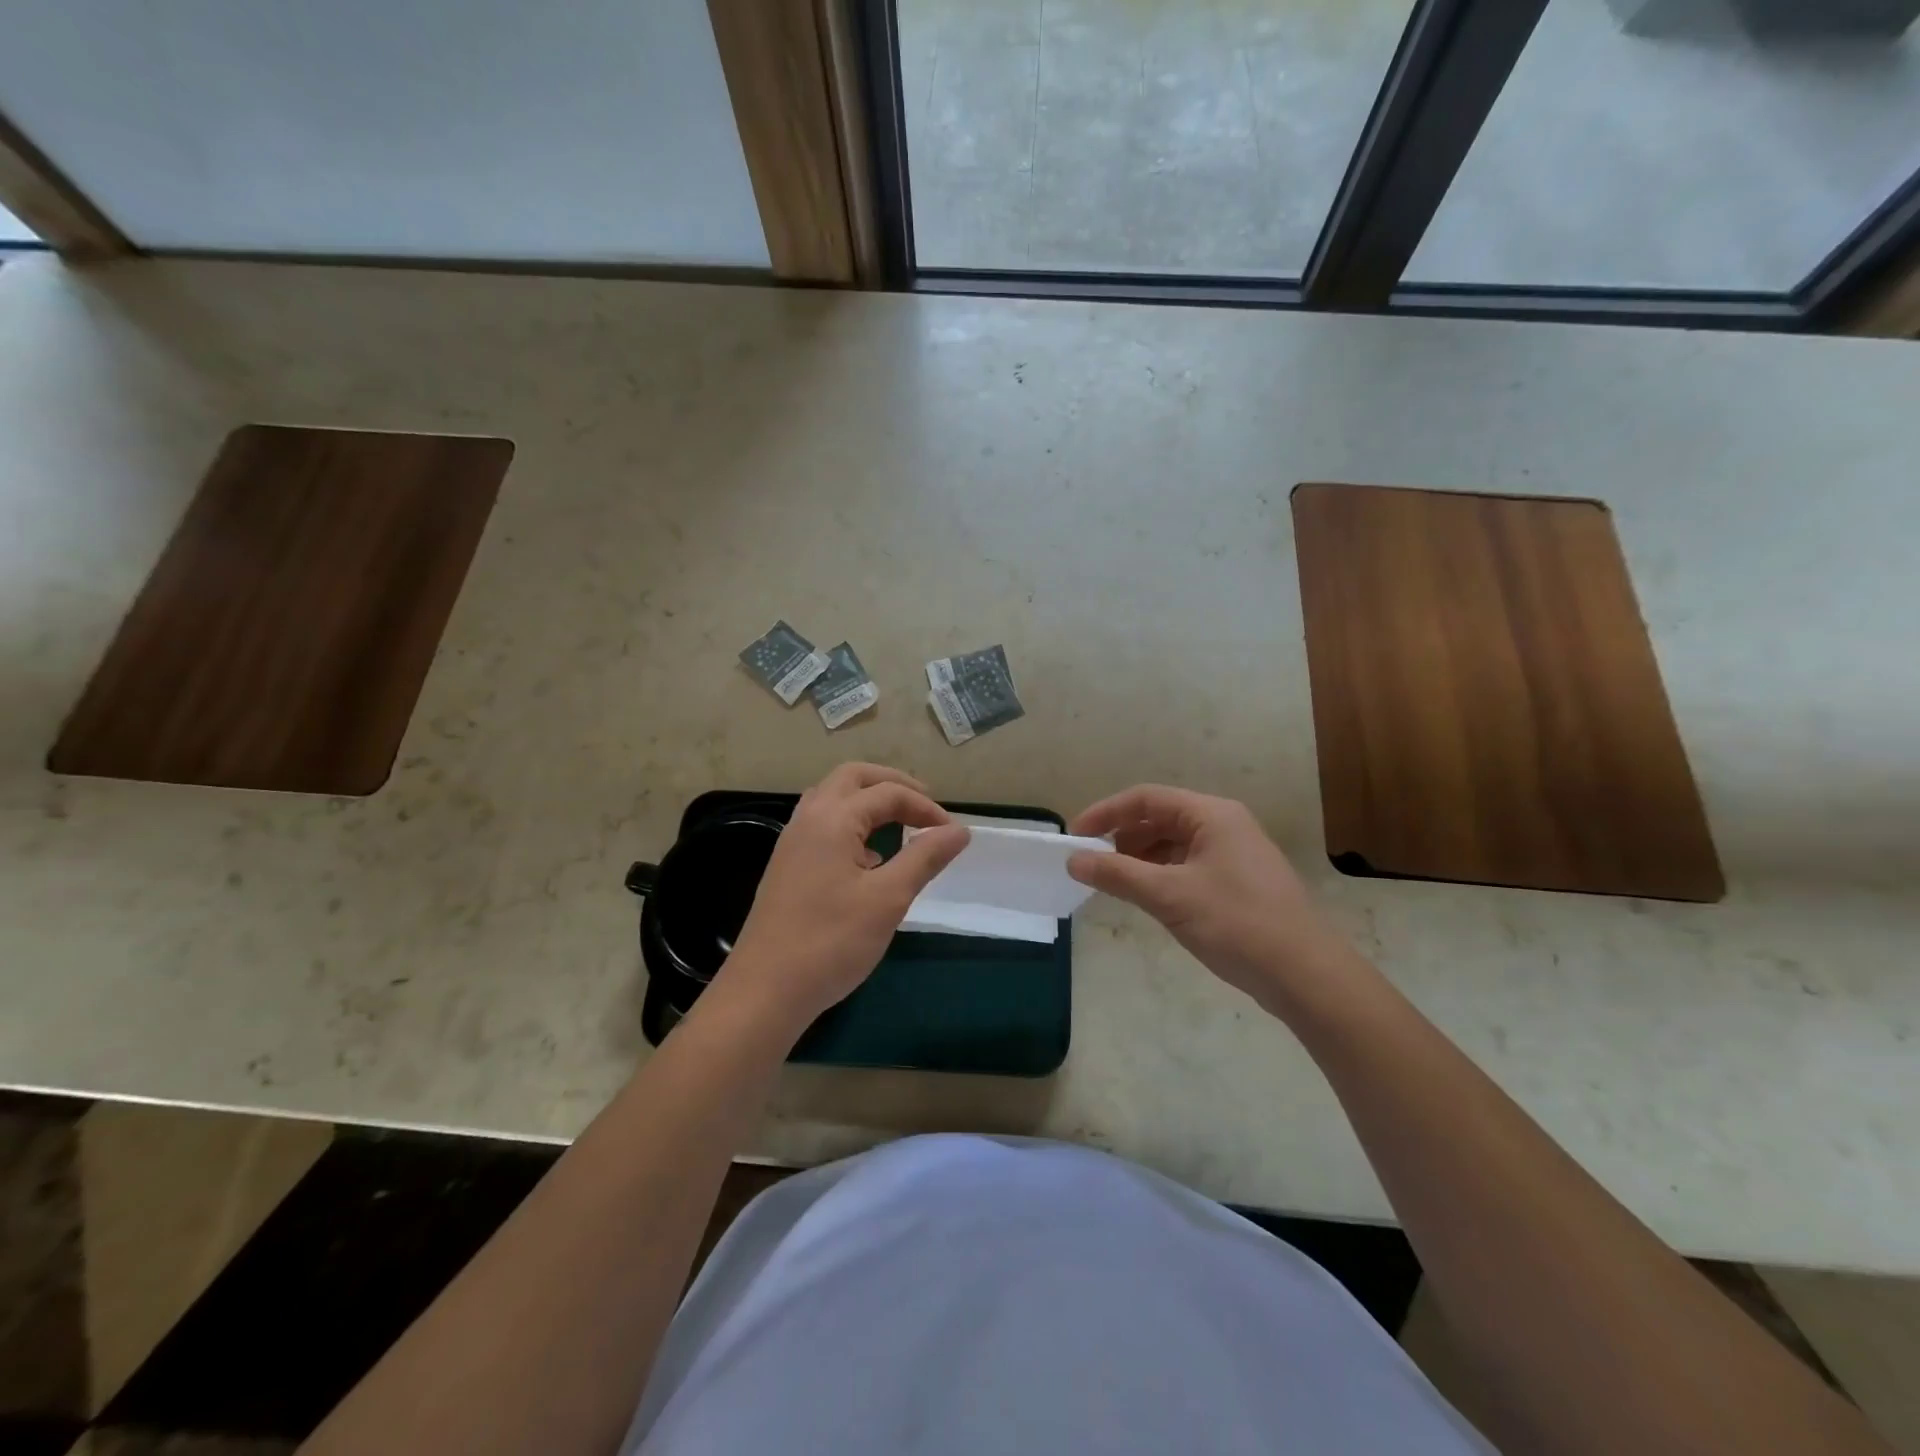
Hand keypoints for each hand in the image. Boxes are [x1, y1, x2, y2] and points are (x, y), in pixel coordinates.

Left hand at [718, 763, 969, 1036]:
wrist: (765, 991)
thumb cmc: (831, 942)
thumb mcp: (888, 898)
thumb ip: (925, 857)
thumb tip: (959, 830)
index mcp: (832, 818)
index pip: (888, 793)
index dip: (925, 807)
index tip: (952, 834)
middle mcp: (808, 818)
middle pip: (853, 778)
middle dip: (893, 785)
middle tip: (925, 807)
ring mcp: (792, 841)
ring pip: (833, 797)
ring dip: (868, 800)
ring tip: (899, 823)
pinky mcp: (787, 865)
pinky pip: (822, 823)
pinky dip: (851, 822)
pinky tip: (868, 857)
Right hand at [1068, 785, 1361, 1013]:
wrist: (1306, 975)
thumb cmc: (1236, 923)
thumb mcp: (1169, 896)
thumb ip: (1117, 874)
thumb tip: (1074, 860)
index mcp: (1211, 814)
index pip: (1146, 798)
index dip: (1106, 813)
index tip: (1075, 837)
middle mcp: (1224, 825)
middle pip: (1160, 819)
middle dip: (1122, 837)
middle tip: (1091, 863)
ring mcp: (1234, 854)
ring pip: (1173, 845)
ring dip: (1140, 859)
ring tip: (1114, 883)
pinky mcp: (1238, 882)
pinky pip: (1188, 866)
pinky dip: (1161, 876)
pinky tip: (1147, 898)